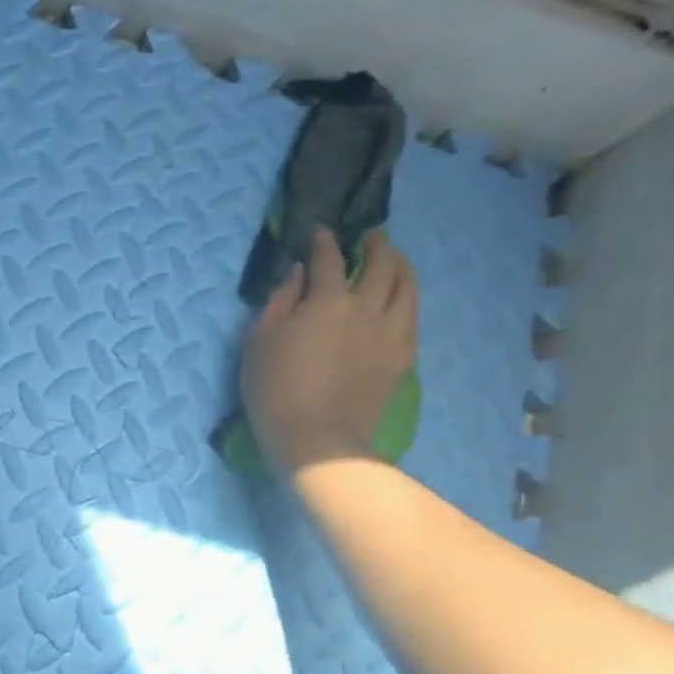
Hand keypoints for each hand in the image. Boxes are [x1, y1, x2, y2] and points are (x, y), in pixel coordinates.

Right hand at [240, 227, 417, 474]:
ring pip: (407, 288)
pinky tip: (401, 303)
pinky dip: (407, 302)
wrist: (317, 440)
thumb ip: (280, 301)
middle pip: (382, 264)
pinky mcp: (401, 359)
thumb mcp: (260, 341)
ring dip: (402, 268)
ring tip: (396, 262)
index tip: (320, 232)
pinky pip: (413, 320)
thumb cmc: (276, 390)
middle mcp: (366, 308)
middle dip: (376, 245)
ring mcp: (389, 334)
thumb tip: (299, 274)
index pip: (329, 258)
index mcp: (328, 301)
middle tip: (372, 238)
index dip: (324, 241)